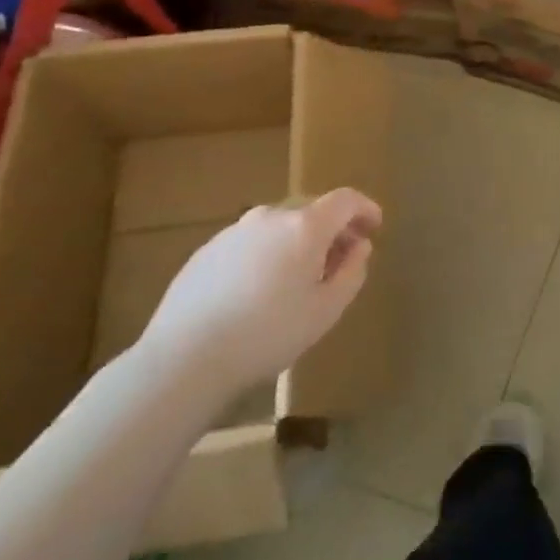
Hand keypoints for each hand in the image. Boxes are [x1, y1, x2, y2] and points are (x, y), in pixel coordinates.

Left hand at [140, 189, 380, 402]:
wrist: (184, 359)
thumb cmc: (269, 334)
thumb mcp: (327, 309)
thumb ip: (352, 271)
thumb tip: (359, 247)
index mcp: (305, 226)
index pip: (345, 200)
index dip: (365, 209)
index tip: (374, 228)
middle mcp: (270, 217)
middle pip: (311, 211)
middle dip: (332, 230)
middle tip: (340, 261)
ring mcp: (234, 232)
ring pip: (279, 227)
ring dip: (298, 243)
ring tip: (299, 280)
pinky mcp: (206, 251)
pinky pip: (251, 243)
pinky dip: (267, 255)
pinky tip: (260, 292)